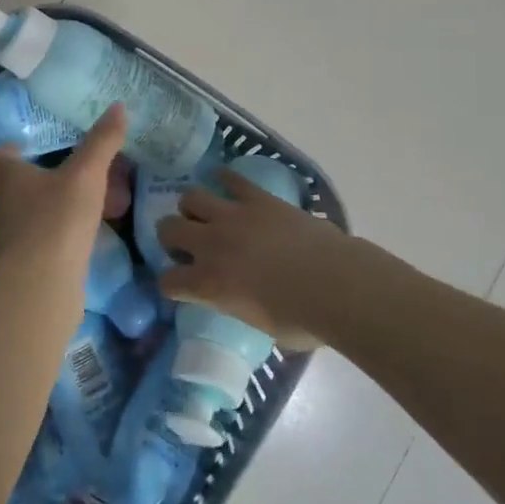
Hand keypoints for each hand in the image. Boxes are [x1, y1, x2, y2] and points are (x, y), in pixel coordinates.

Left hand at [0, 106, 127, 269]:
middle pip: (19, 183)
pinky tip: (91, 231)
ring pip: (35, 211)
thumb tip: (117, 107)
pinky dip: (65, 230)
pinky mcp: (28, 263)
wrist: (42, 285)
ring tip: (93, 199)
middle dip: (45, 176)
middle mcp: (4, 204)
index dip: (13, 149)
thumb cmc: (57, 218)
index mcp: (8, 176)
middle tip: (77, 169)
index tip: (33, 145)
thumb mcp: (86, 174)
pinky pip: (47, 237)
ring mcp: (13, 236)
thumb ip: (101, 142)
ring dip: (58, 204)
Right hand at [156, 170, 360, 347]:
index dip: (171, 284)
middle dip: (171, 236)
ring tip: (206, 214)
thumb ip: (239, 305)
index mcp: (208, 285)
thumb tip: (241, 298)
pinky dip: (225, 179)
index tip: (181, 285)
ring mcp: (232, 216)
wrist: (337, 285)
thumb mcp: (260, 325)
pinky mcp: (257, 198)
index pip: (167, 281)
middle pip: (167, 228)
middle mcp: (211, 245)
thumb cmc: (304, 320)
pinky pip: (231, 178)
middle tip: (189, 244)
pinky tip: (226, 183)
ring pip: (191, 197)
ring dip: (193, 207)